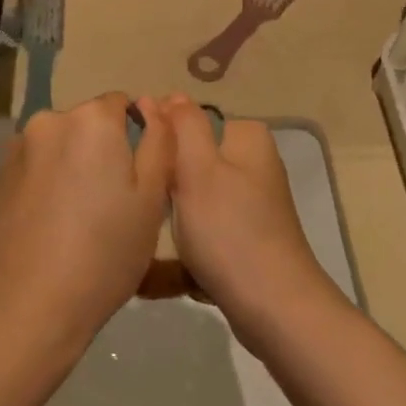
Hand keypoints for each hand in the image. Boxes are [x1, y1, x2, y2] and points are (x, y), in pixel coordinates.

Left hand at [0, 92, 175, 351]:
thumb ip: (158, 141)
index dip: (134, 137)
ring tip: (78, 220)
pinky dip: (45, 185)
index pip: (120, 104)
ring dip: (71, 167)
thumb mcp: (152, 198)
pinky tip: (49, 227)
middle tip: (111, 205)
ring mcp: (17, 149)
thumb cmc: (105, 251)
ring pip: (58, 147)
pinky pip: (33, 169)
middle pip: (86, 125)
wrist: (28, 304)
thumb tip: (151, 106)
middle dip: (100, 151)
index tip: (136, 179)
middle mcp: (49, 121)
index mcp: (91, 120)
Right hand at [161, 96, 334, 338]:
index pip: (189, 120)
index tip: (132, 164)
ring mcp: (251, 206)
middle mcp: (253, 165)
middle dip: (162, 184)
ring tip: (144, 241)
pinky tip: (156, 276)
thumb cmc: (229, 230)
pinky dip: (183, 253)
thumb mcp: (198, 168)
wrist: (273, 309)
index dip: (157, 138)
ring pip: (192, 201)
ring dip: (169, 222)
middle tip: (138, 204)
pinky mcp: (245, 241)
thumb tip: (171, 96)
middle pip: (190, 162)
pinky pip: (203, 235)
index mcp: (246, 138)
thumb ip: (184, 125)